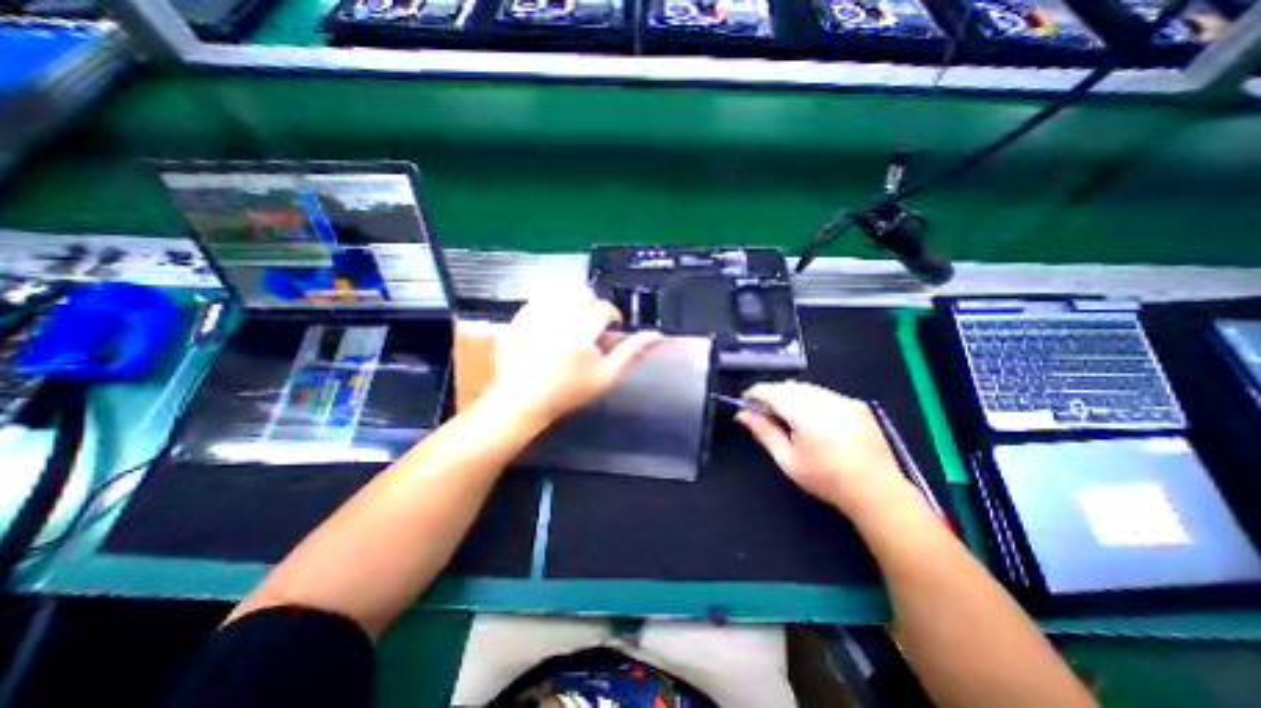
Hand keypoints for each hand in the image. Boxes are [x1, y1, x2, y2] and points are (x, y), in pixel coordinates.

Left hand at [485, 284, 661, 425]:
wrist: (523, 401)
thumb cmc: (568, 392)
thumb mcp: (606, 377)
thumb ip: (631, 353)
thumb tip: (657, 335)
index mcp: (580, 334)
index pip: (603, 308)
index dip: (612, 316)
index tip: (611, 328)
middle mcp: (556, 319)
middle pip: (581, 292)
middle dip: (592, 305)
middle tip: (591, 325)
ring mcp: (532, 317)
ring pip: (560, 290)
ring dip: (572, 301)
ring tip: (573, 320)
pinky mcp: (517, 318)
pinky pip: (538, 297)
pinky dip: (550, 303)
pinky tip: (552, 320)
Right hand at [740, 382, 917, 518]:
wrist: (877, 491)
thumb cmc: (826, 479)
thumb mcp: (787, 459)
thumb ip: (763, 431)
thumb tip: (742, 414)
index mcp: (805, 412)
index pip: (770, 390)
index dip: (753, 394)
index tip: (745, 405)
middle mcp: (824, 398)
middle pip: (787, 386)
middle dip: (771, 395)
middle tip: (764, 415)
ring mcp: (843, 399)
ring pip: (805, 387)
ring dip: (790, 396)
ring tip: (787, 418)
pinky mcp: (855, 404)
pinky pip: (823, 393)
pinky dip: (809, 399)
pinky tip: (811, 419)